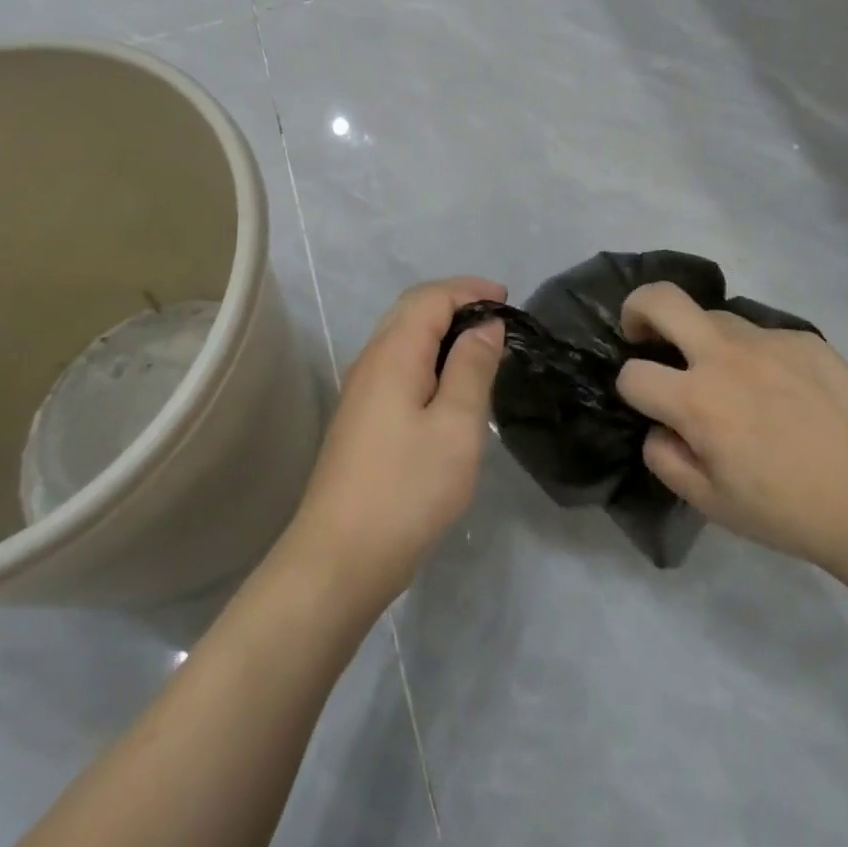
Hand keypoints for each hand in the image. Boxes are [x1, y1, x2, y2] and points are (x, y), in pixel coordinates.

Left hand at [277, 277, 506, 614]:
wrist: (340, 557)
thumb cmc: (407, 488)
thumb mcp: (456, 425)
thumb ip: (472, 368)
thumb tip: (485, 325)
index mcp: (393, 353)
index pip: (431, 297)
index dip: (469, 289)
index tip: (507, 299)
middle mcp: (371, 361)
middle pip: (412, 310)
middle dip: (456, 302)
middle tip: (497, 317)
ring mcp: (361, 390)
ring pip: (403, 337)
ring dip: (442, 330)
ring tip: (481, 346)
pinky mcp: (362, 417)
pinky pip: (398, 364)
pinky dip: (429, 356)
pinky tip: (449, 384)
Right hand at [616, 282, 847, 584]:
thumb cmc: (789, 512)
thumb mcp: (711, 504)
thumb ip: (666, 458)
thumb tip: (659, 426)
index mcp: (698, 401)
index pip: (633, 374)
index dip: (630, 389)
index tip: (647, 404)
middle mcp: (725, 356)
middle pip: (660, 300)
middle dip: (637, 309)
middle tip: (643, 334)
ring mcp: (768, 340)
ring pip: (713, 316)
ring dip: (702, 339)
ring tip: (728, 378)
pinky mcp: (804, 338)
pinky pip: (762, 336)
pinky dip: (755, 356)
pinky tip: (783, 392)